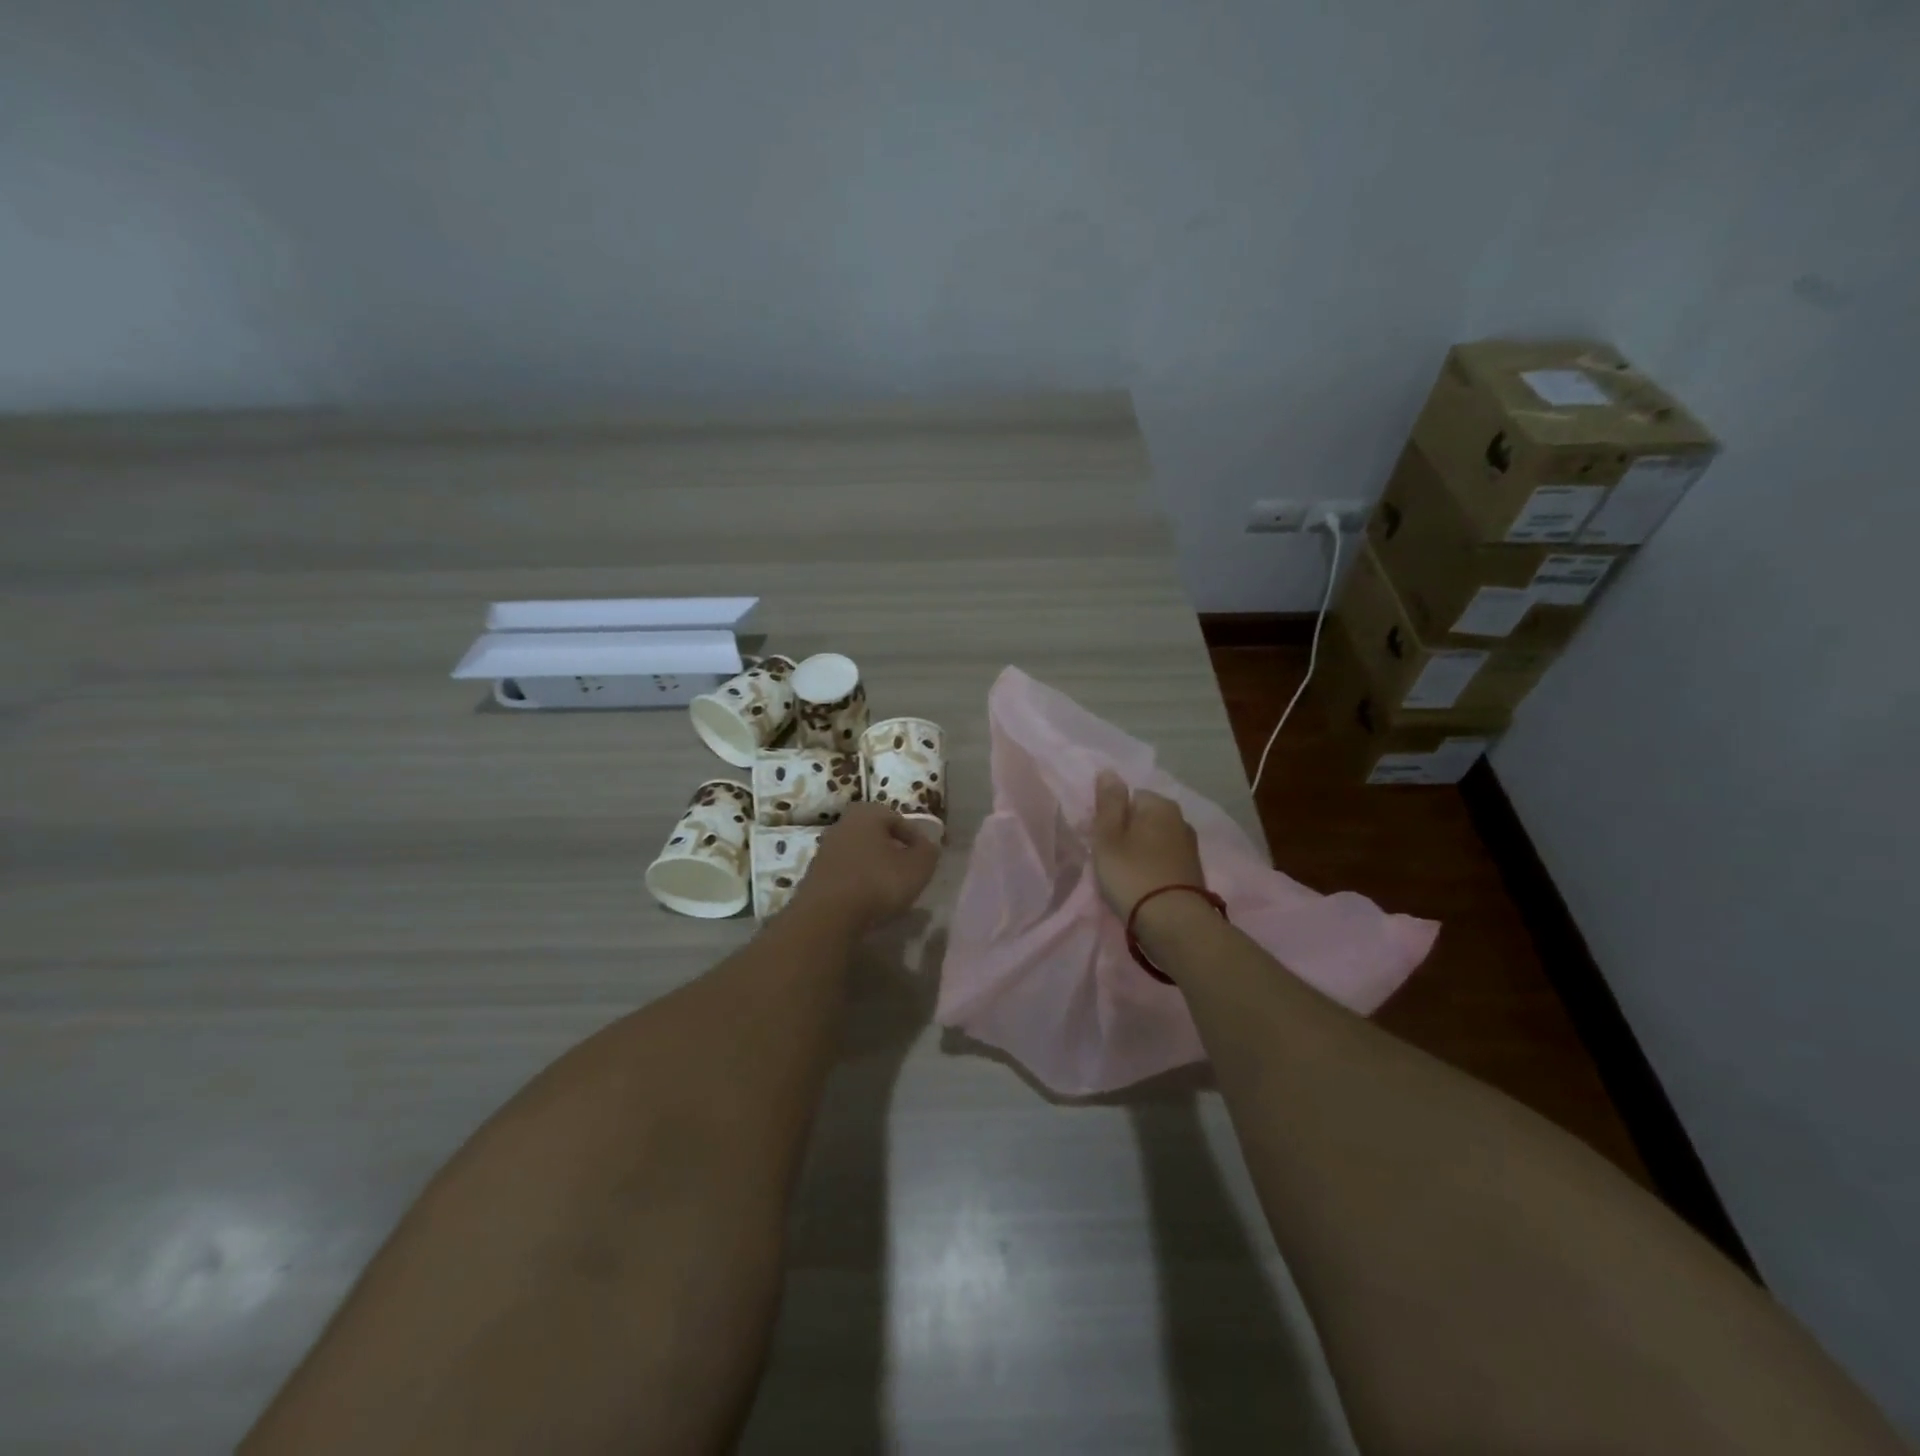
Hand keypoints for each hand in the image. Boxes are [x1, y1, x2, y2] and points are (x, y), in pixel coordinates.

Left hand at [792, 802, 940, 930]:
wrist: (826, 916)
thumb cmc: (877, 882)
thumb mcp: (917, 867)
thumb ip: (928, 852)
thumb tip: (928, 845)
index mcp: (866, 813)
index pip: (898, 819)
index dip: (915, 839)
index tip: (925, 859)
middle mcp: (842, 824)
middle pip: (875, 835)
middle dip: (892, 851)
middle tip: (907, 871)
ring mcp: (824, 850)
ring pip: (859, 854)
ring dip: (874, 867)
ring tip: (889, 889)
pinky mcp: (814, 875)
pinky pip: (845, 873)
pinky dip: (858, 882)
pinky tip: (867, 900)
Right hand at [1090, 770, 1206, 919]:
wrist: (1173, 923)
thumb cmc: (1132, 874)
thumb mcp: (1108, 835)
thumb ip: (1108, 802)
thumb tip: (1110, 771)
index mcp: (1160, 804)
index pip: (1129, 796)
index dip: (1111, 816)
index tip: (1101, 839)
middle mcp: (1180, 819)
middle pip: (1143, 818)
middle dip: (1126, 833)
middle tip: (1109, 858)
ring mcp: (1190, 846)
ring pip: (1154, 840)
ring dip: (1139, 852)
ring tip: (1124, 875)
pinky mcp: (1192, 871)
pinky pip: (1163, 859)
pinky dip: (1152, 867)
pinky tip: (1142, 885)